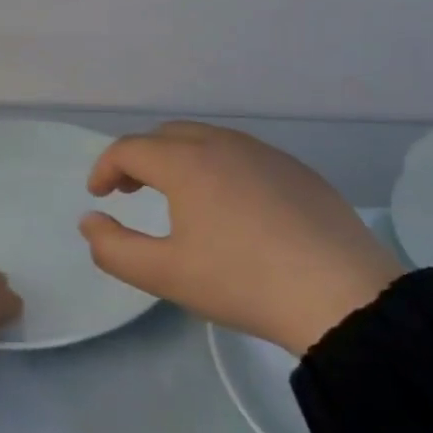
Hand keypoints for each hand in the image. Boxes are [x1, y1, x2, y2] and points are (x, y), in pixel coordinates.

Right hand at [79, 122, 403, 355]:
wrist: (342, 296)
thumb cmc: (242, 282)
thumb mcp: (165, 275)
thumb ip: (113, 248)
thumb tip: (90, 221)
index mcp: (186, 162)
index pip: (129, 148)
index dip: (105, 168)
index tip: (98, 195)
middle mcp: (222, 143)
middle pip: (166, 135)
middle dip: (140, 158)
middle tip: (132, 191)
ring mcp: (265, 153)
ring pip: (207, 139)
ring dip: (179, 159)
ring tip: (179, 196)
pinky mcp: (297, 170)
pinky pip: (242, 154)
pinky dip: (218, 166)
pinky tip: (232, 205)